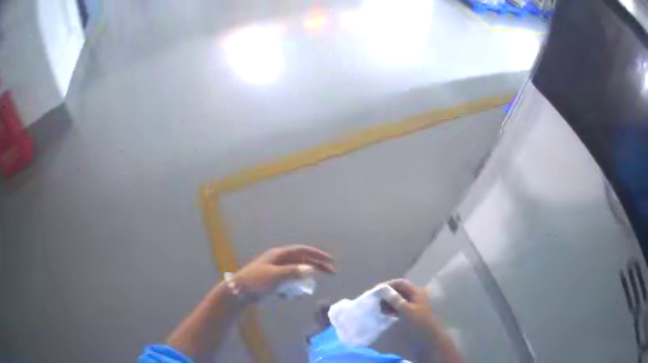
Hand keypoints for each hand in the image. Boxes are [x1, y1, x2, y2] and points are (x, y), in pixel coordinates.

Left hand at [232, 245, 334, 301]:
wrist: (239, 291)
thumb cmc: (256, 281)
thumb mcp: (275, 275)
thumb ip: (294, 272)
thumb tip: (311, 269)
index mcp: (279, 254)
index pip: (303, 250)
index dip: (318, 254)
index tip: (330, 261)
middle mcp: (279, 259)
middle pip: (302, 259)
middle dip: (317, 265)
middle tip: (331, 273)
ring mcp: (276, 269)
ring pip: (297, 269)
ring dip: (307, 275)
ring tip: (315, 283)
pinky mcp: (273, 279)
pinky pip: (289, 279)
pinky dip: (296, 283)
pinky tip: (297, 292)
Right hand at [383, 279, 461, 362]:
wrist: (429, 336)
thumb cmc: (419, 322)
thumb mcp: (407, 311)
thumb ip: (395, 300)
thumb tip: (383, 289)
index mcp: (415, 292)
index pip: (399, 283)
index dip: (387, 285)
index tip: (376, 291)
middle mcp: (414, 295)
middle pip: (397, 290)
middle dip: (386, 295)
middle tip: (376, 302)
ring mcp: (412, 303)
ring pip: (396, 298)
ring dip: (387, 302)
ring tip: (380, 309)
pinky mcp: (409, 311)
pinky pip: (398, 306)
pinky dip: (391, 308)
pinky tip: (386, 314)